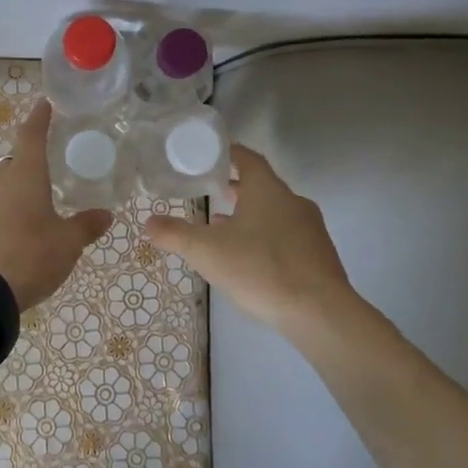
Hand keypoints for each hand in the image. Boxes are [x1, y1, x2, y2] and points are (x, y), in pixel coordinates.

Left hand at [0, 100, 111, 311]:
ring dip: (15, 193)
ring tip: (33, 212)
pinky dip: (2, 213)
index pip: (32, 135)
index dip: (39, 119)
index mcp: (25, 173)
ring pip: (0, 186)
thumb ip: (86, 226)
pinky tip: (13, 232)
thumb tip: (106, 215)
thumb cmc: (31, 254)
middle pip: (15, 163)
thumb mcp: (67, 243)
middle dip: (30, 167)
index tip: (44, 104)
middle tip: (49, 179)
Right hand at [143, 144, 379, 339]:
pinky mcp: (320, 256)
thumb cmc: (260, 269)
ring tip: (223, 231)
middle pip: (261, 186)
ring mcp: (311, 229)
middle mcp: (293, 202)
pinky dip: (266, 239)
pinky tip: (250, 261)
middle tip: (210, 193)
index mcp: (267, 190)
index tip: (208, 156)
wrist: (320, 313)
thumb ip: (175, 234)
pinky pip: (288, 237)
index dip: (228, 154)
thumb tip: (148, 221)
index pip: (247, 158)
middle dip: (235, 189)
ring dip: (250, 217)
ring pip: (275, 213)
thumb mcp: (206, 251)